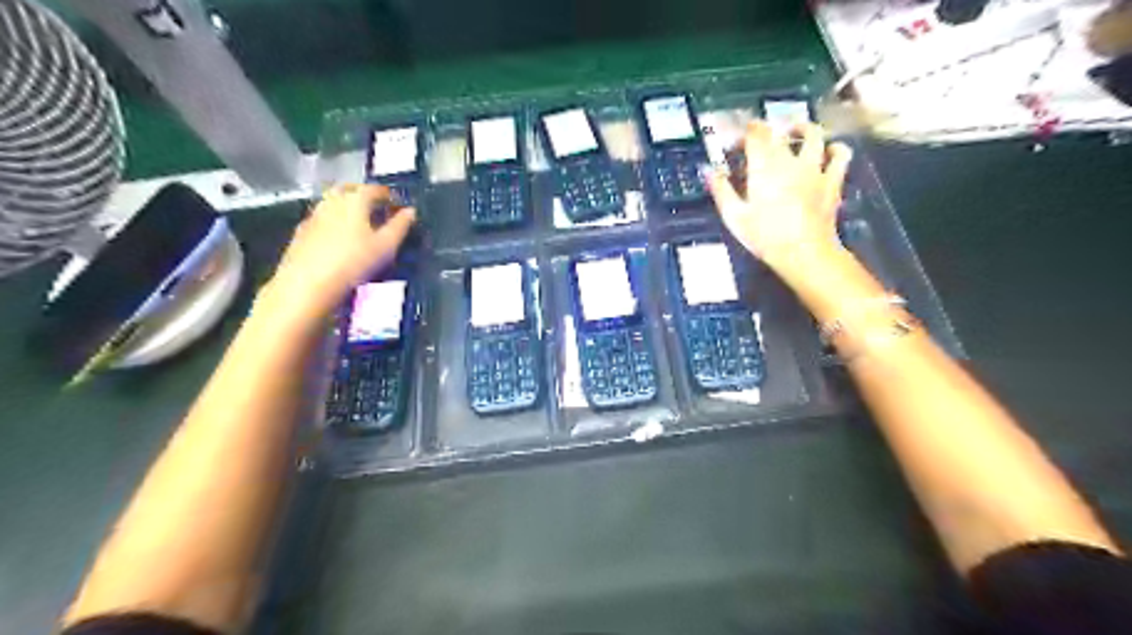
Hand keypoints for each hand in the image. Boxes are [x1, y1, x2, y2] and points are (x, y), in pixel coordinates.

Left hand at [266, 185, 413, 321]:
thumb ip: (400, 226)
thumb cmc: (354, 262)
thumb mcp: (386, 246)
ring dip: (346, 206)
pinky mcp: (301, 232)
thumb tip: (411, 211)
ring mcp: (313, 215)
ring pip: (332, 202)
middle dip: (363, 194)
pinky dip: (333, 220)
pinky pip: (321, 218)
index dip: (388, 195)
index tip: (397, 204)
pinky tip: (338, 236)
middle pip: (348, 189)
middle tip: (376, 207)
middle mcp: (332, 201)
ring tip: (358, 222)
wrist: (308, 284)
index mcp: (355, 200)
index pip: (374, 189)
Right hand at [705, 118, 853, 278]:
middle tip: (758, 141)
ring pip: (814, 134)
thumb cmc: (765, 236)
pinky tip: (829, 150)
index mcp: (764, 166)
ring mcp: (815, 168)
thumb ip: (722, 190)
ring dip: (803, 129)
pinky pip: (840, 155)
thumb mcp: (734, 217)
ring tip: (796, 132)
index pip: (755, 135)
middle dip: (766, 132)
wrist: (803, 252)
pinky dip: (835, 148)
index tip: (737, 142)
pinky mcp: (832, 180)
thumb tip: (710, 171)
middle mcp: (790, 160)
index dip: (745, 132)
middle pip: (779, 133)